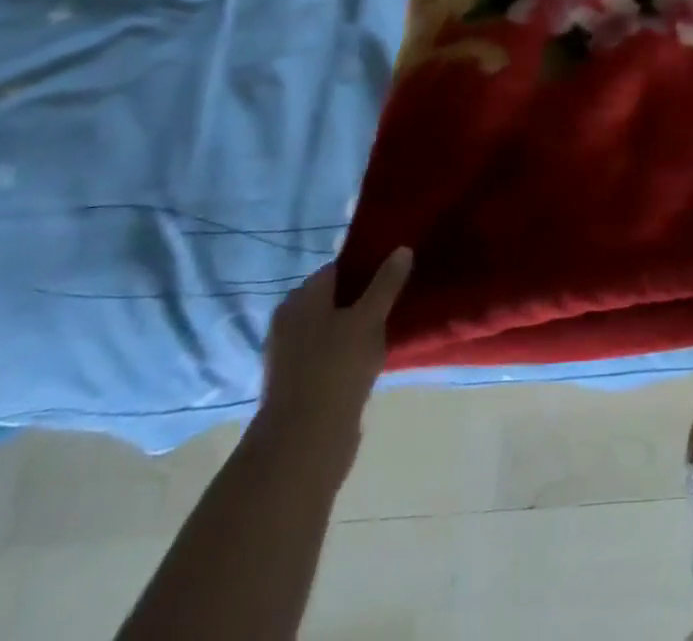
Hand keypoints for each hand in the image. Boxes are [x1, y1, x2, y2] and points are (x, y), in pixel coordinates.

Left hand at [253, 248, 413, 457]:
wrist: (303, 443)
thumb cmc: (336, 367)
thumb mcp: (369, 318)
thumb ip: (386, 283)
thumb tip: (402, 248)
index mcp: (300, 299)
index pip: (336, 269)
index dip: (366, 267)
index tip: (394, 271)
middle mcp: (290, 322)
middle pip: (333, 299)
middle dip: (362, 297)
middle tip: (396, 298)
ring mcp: (291, 356)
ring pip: (332, 329)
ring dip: (356, 327)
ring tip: (389, 327)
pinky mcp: (298, 385)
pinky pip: (329, 356)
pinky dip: (347, 353)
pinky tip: (371, 358)